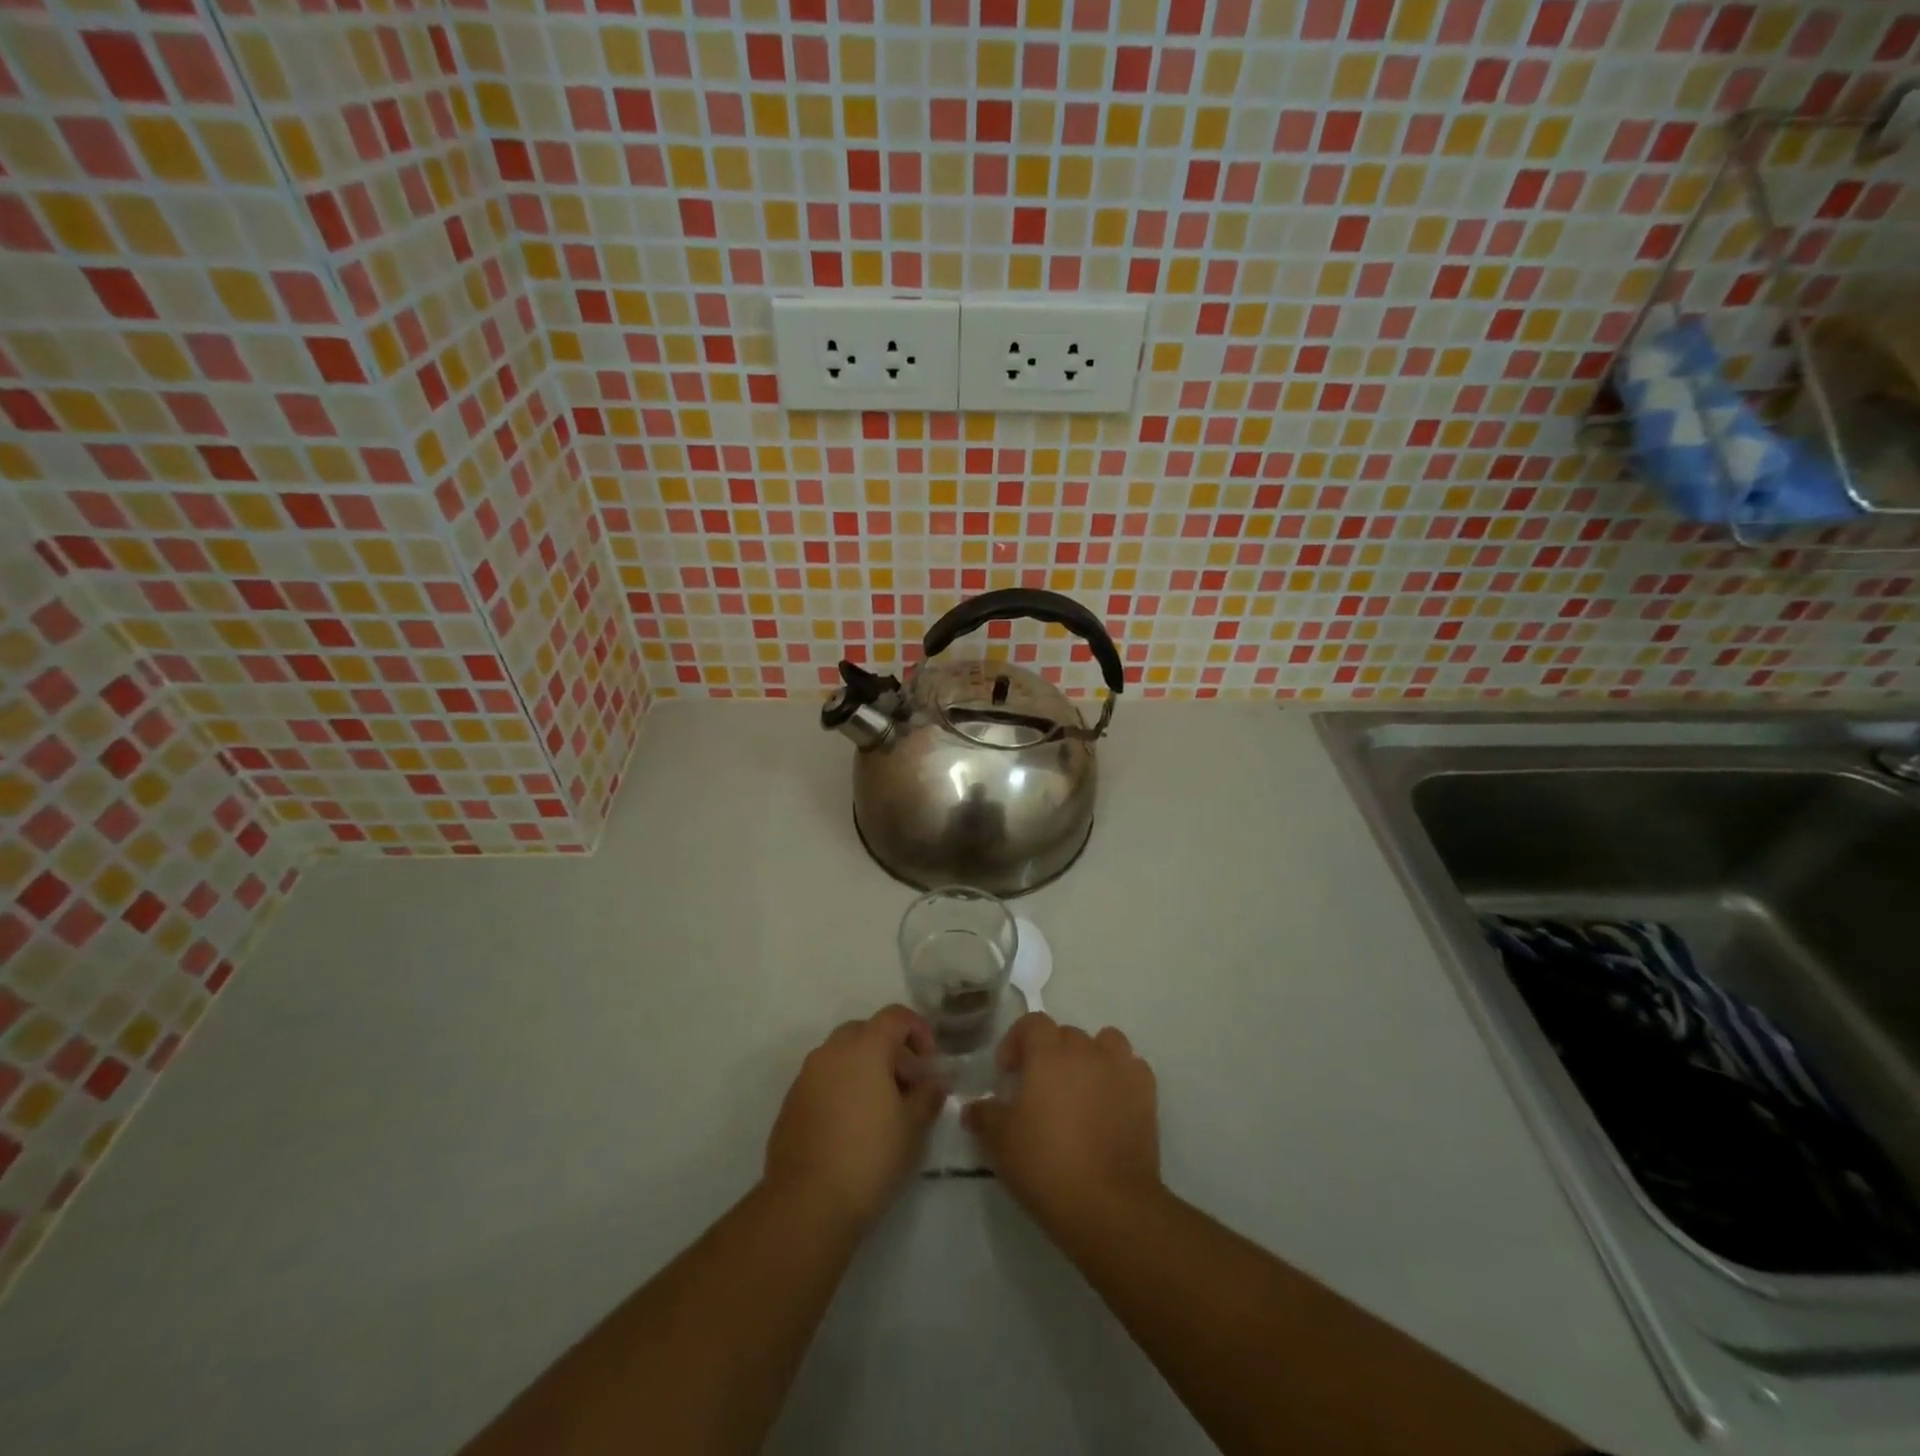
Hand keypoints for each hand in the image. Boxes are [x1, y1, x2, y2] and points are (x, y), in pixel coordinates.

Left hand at [763, 1005, 945, 1231]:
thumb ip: (928, 1095)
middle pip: (866, 1031)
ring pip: (841, 1055)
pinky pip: (823, 1080)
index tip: (929, 1064)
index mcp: (864, 1047)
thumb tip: (934, 1082)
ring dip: (864, 1068)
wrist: (807, 1204)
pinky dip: (842, 1088)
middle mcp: (831, 1051)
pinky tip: (852, 1126)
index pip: (895, 1016)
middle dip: (890, 1049)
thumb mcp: (913, 1127)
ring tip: (881, 1108)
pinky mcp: (791, 1103)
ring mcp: (806, 1076)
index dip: (918, 1030)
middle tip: (907, 1084)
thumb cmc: (870, 1157)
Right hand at [963, 1013, 1160, 1236]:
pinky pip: (1132, 1068)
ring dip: (1090, 1056)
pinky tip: (1110, 1102)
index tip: (1007, 1072)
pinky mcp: (1146, 1094)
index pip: (1032, 1023)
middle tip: (1039, 1088)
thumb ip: (985, 1116)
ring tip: (1080, 1088)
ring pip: (1105, 1042)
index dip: (1016, 1041)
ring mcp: (1121, 1069)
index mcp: (1049, 1052)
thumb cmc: (1046, 1164)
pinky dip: (1120, 1077)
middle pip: (1066, 1034)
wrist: (1108, 1203)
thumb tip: (973, 1107)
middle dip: (1050, 1052)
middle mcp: (1086, 1050)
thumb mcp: (1001, 1142)